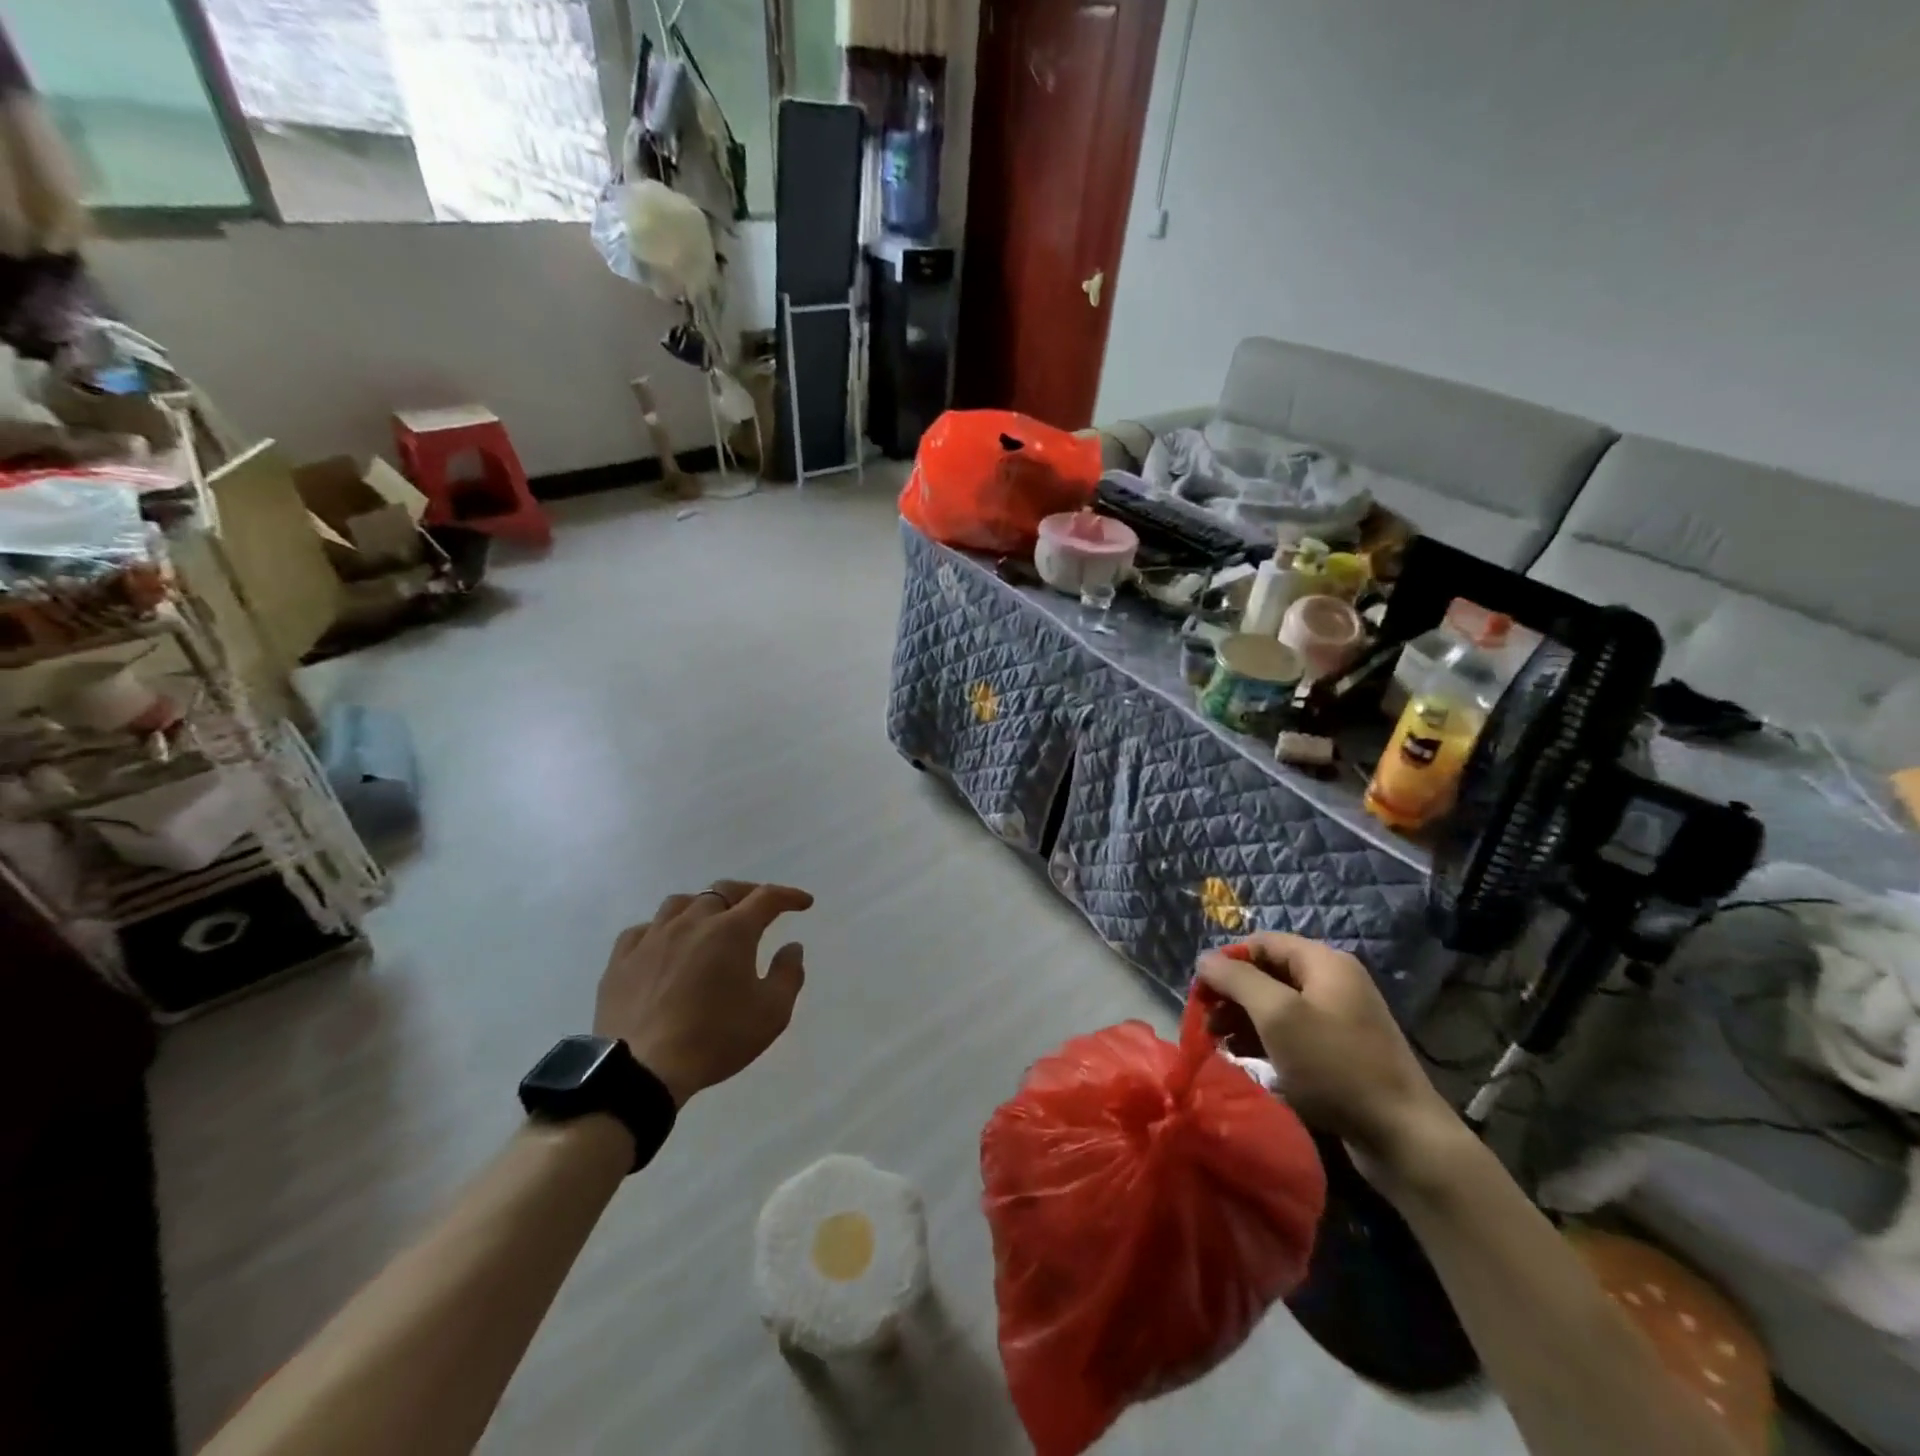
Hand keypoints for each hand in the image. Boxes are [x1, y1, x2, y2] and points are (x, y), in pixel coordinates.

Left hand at [595, 880, 812, 1106]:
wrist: (642, 1070)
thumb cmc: (715, 1039)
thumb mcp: (771, 1014)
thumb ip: (788, 975)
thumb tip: (792, 947)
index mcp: (732, 931)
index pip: (766, 897)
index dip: (788, 896)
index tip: (803, 903)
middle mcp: (692, 922)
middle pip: (722, 891)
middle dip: (746, 894)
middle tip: (758, 908)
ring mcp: (652, 938)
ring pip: (679, 903)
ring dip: (701, 907)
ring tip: (708, 922)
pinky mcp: (620, 960)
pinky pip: (643, 930)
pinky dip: (660, 930)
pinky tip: (663, 945)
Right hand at [1196, 933, 1457, 1173]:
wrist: (1402, 1136)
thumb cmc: (1334, 1065)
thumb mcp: (1277, 1015)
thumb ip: (1236, 980)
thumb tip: (1204, 959)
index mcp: (1324, 962)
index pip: (1261, 943)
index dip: (1226, 961)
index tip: (1200, 992)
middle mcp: (1333, 982)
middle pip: (1268, 973)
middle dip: (1232, 993)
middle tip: (1204, 1020)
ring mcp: (1339, 1018)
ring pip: (1277, 1005)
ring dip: (1243, 1018)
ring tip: (1217, 1041)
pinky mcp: (1339, 1051)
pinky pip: (1292, 1033)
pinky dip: (1264, 1039)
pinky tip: (1242, 1056)